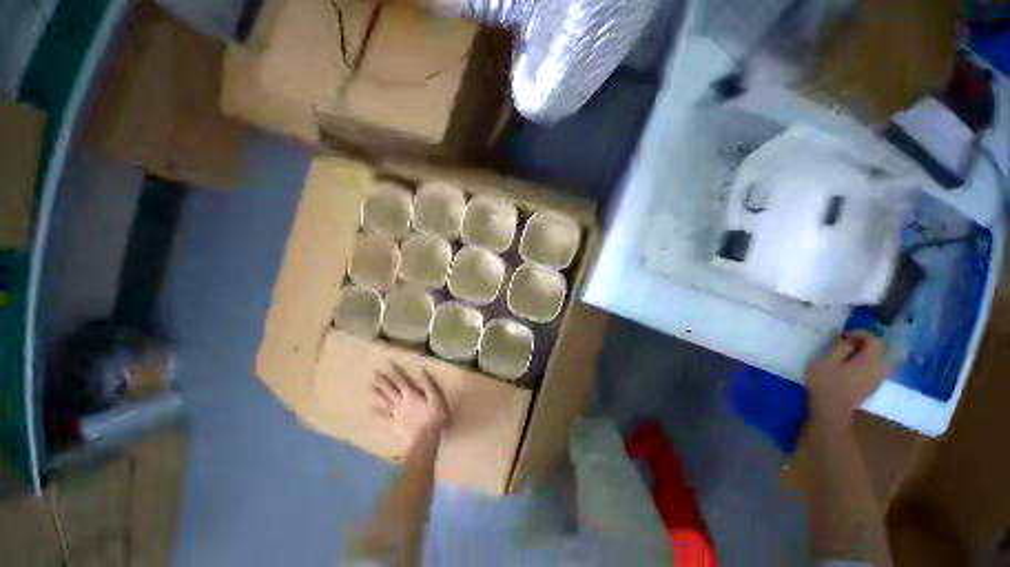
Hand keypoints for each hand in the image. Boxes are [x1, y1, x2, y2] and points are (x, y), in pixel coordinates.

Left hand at [373, 362, 449, 452]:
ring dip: (378, 394)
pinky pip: (384, 417)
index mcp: (411, 394)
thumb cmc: (433, 418)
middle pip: (390, 389)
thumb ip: (429, 384)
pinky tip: (372, 410)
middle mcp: (401, 402)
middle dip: (382, 380)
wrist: (424, 441)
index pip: (401, 379)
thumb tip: (423, 370)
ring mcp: (396, 414)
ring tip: (370, 388)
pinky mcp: (394, 425)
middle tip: (374, 373)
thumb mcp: (436, 398)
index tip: (388, 362)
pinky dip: (378, 412)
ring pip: (384, 401)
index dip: (395, 371)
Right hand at [806, 331, 887, 425]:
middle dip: (865, 342)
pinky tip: (852, 366)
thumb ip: (839, 348)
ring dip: (866, 353)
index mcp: (870, 360)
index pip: (873, 339)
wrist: (832, 410)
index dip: (860, 333)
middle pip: (880, 349)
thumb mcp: (825, 361)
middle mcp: (880, 368)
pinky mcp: (874, 386)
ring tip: (848, 354)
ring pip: (879, 359)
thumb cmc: (826, 384)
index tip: (843, 336)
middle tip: (846, 343)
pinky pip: (876, 368)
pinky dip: (867, 362)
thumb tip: (849, 341)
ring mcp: (878, 378)